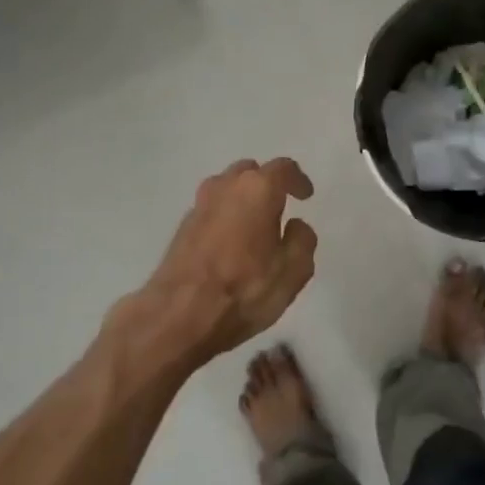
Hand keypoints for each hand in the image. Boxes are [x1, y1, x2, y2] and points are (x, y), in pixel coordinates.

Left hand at [119, 158, 318, 367]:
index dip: (298, 179)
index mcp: (257, 190)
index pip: (283, 169)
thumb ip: (302, 241)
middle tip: (280, 208)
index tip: (306, 195)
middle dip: (267, 185)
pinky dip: (226, 216)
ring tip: (256, 224)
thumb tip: (295, 225)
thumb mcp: (293, 272)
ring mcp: (198, 205)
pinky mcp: (182, 227)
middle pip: (250, 173)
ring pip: (226, 188)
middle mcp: (224, 187)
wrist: (178, 315)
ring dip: (243, 199)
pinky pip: (212, 210)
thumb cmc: (244, 290)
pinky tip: (232, 242)